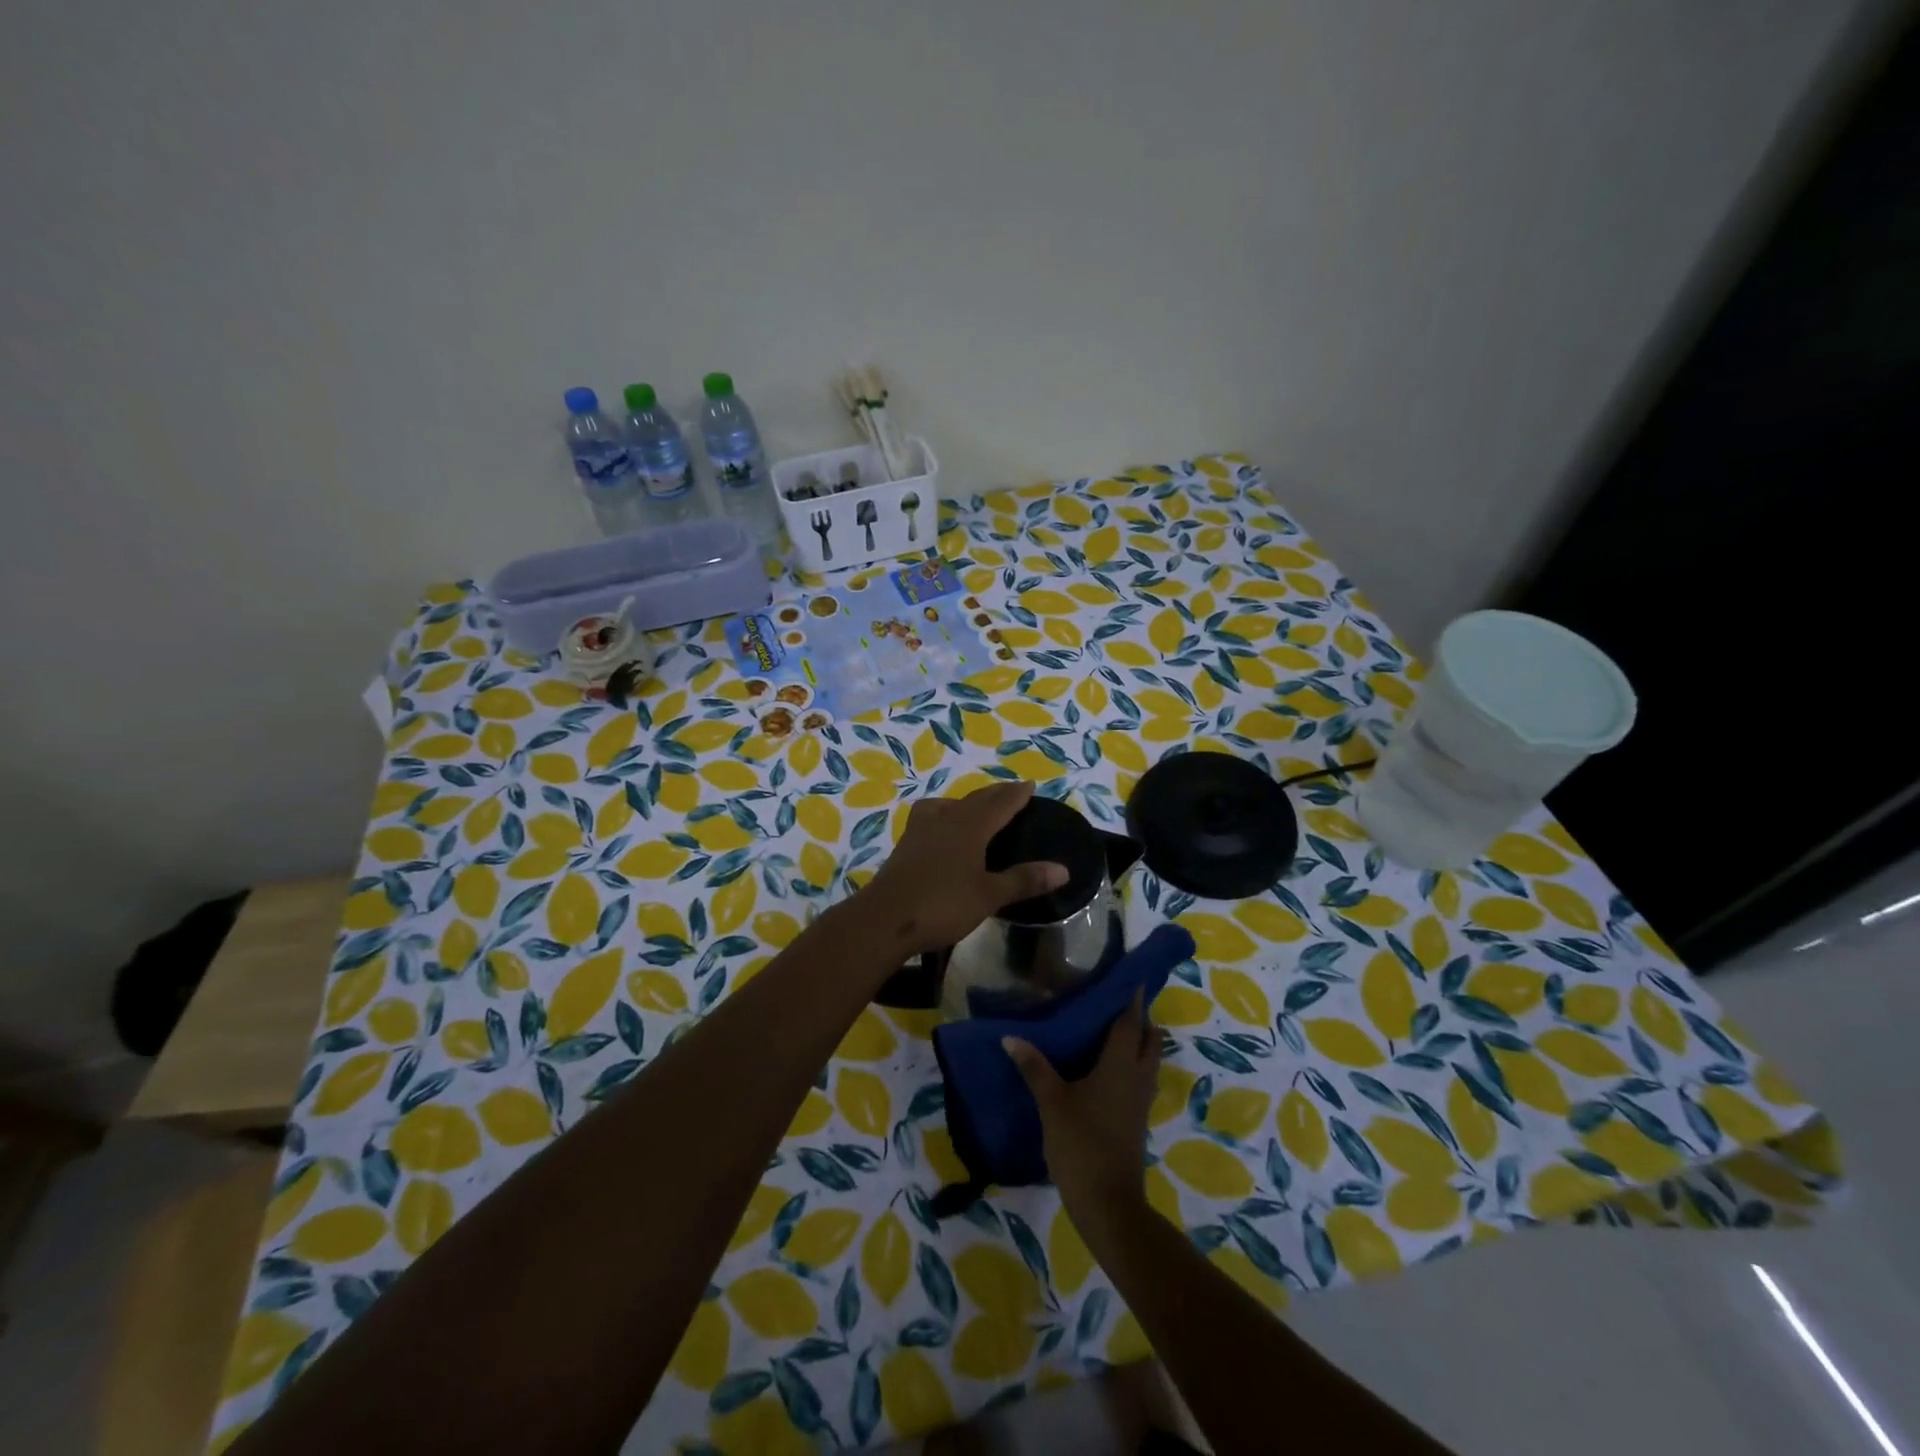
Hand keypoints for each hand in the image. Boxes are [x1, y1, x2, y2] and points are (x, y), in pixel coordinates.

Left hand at [862, 780, 1066, 955]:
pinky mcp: (905, 844)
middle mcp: (946, 820)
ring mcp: (921, 830)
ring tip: (976, 807)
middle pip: (975, 800)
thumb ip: (1024, 880)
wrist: (884, 919)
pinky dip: (944, 814)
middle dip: (995, 794)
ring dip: (967, 801)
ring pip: (948, 805)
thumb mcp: (989, 896)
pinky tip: (942, 829)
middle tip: (1011, 791)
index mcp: (970, 827)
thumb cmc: (942, 905)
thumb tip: (1063, 869)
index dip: (1016, 795)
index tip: (1030, 784)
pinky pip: (931, 817)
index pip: (999, 804)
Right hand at [1004, 989, 1160, 1220]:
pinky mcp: (1136, 1121)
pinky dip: (1132, 1066)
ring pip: (1148, 1062)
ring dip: (1140, 1044)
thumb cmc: (1081, 1144)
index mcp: (1119, 1066)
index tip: (1134, 979)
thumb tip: (1010, 1037)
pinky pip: (1141, 1080)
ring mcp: (1140, 1102)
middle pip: (1149, 1041)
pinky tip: (1110, 1070)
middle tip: (1120, 1003)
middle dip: (1142, 1020)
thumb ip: (1034, 1067)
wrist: (1108, 1204)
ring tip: (1116, 1031)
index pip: (1130, 1023)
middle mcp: (1137, 1078)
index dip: (1133, 1000)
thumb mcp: (1052, 1103)